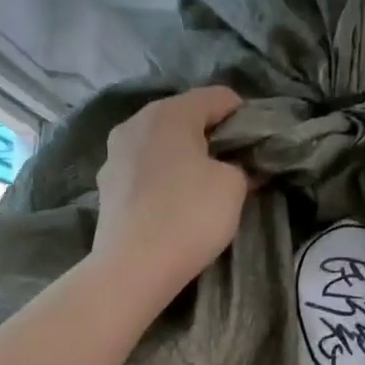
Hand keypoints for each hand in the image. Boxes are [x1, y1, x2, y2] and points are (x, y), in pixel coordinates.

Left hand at [91, 86, 249, 303]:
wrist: (133, 268)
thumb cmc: (189, 216)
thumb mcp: (234, 187)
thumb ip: (241, 166)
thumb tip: (237, 166)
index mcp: (169, 112)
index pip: (218, 97)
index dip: (244, 116)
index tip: (258, 145)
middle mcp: (136, 123)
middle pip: (185, 117)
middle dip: (211, 136)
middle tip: (234, 165)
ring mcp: (114, 154)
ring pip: (161, 143)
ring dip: (184, 157)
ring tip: (203, 186)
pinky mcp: (106, 186)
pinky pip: (144, 170)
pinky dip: (163, 178)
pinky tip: (173, 203)